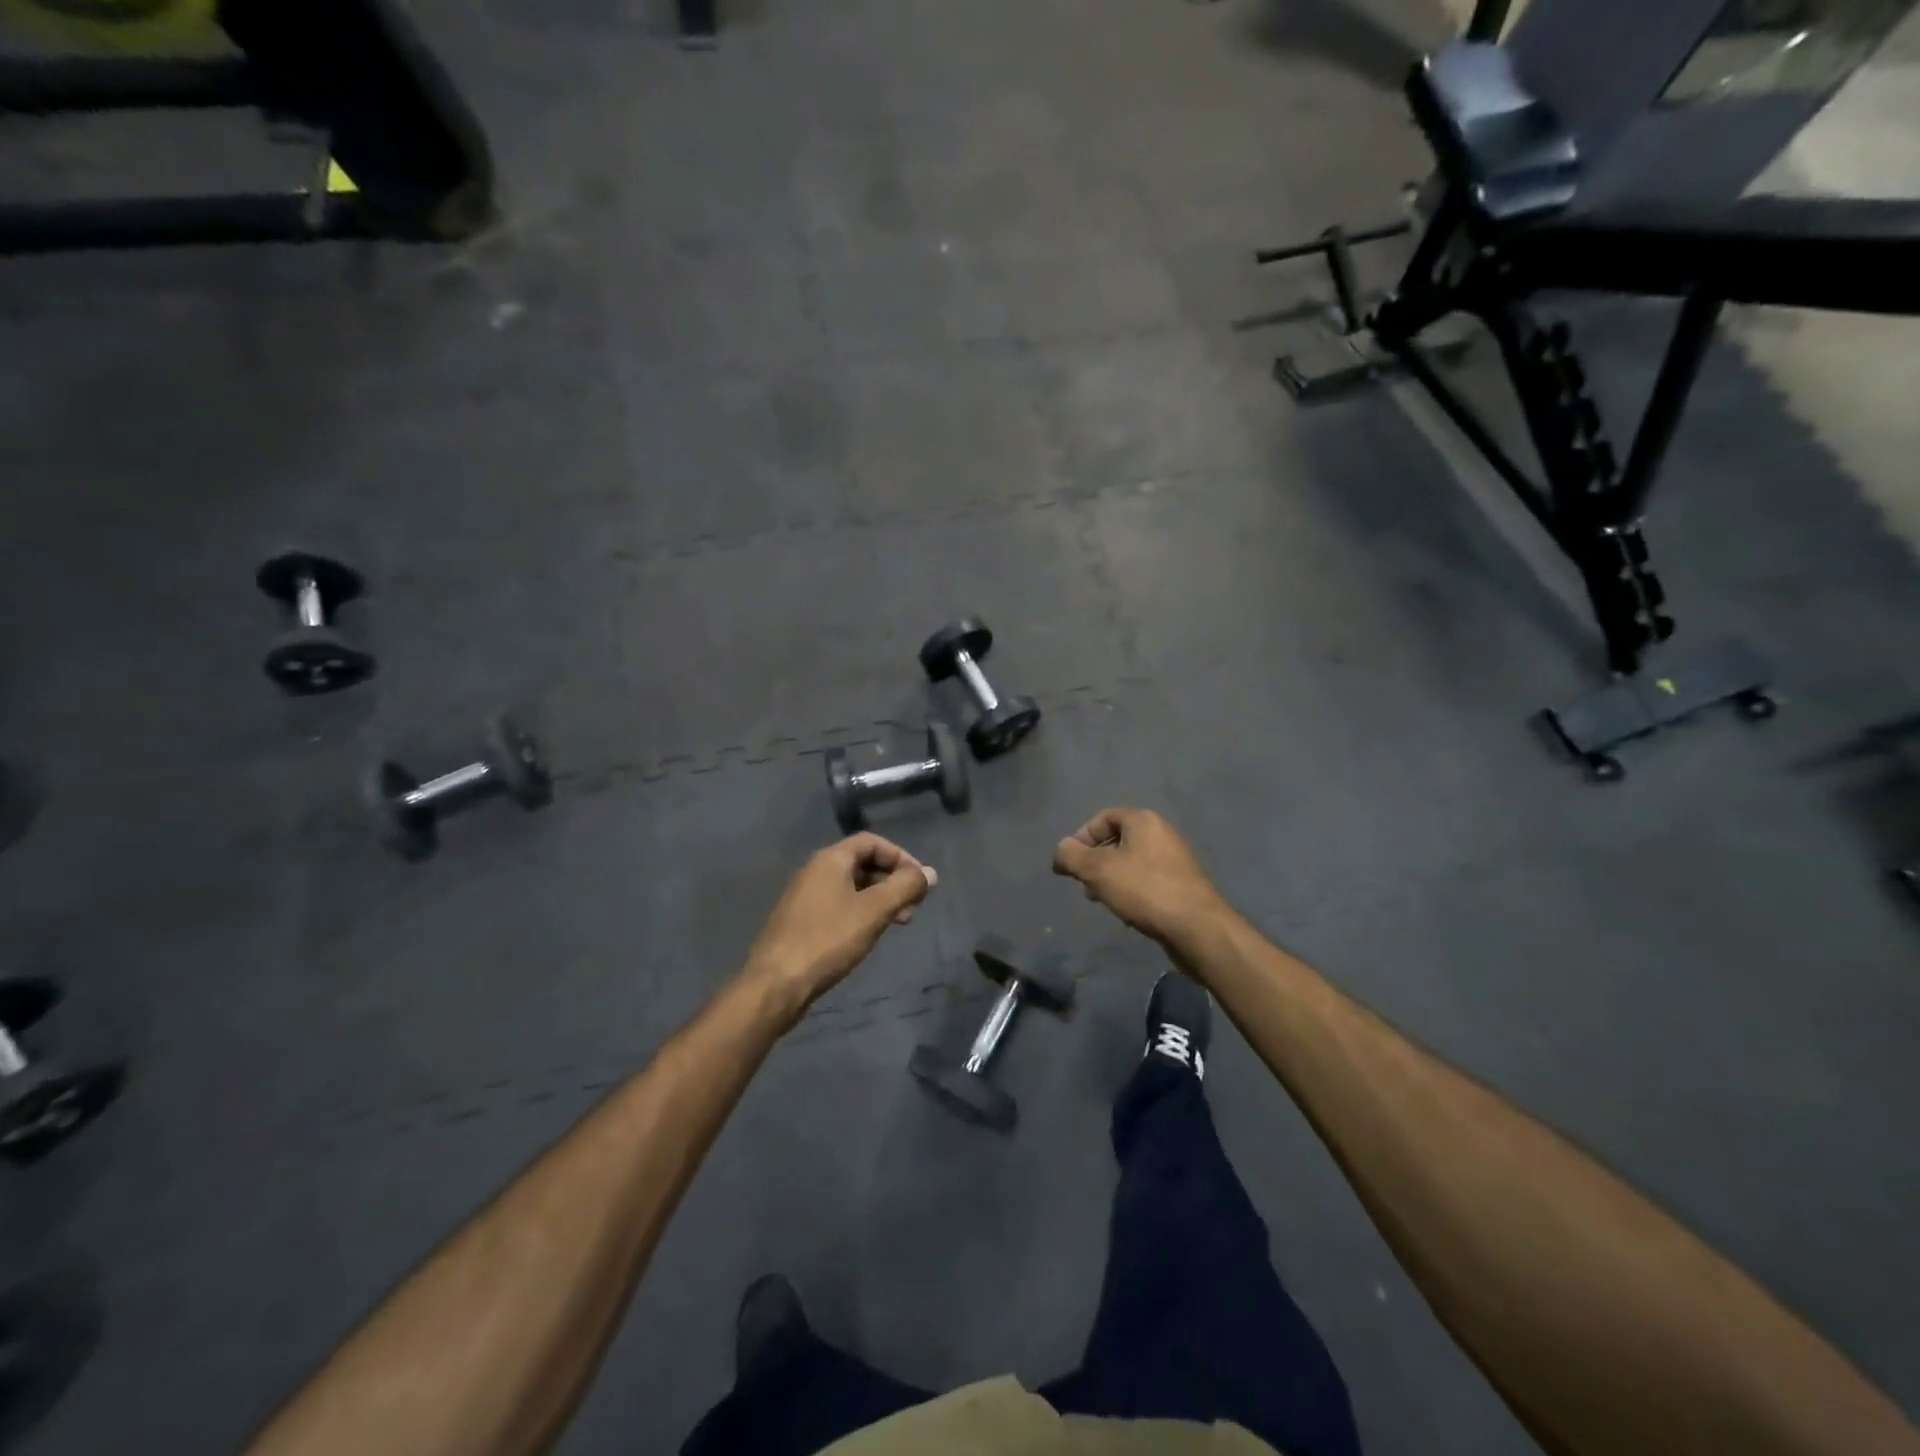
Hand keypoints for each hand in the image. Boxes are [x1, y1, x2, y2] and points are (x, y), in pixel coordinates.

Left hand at [742, 833, 936, 1018]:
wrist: (775, 984)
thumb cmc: (827, 940)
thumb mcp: (873, 911)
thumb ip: (904, 888)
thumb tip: (930, 873)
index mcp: (830, 860)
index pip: (872, 842)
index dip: (900, 856)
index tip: (920, 881)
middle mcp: (815, 871)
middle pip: (862, 863)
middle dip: (892, 880)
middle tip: (913, 906)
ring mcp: (805, 897)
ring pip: (851, 887)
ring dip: (879, 899)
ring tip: (899, 923)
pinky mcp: (801, 922)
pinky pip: (839, 905)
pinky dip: (861, 912)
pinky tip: (869, 935)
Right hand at [1053, 808, 1230, 950]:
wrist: (1197, 927)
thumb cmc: (1145, 890)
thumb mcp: (1098, 870)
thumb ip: (1071, 856)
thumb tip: (1060, 850)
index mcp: (1143, 821)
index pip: (1103, 818)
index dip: (1081, 837)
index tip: (1069, 863)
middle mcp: (1161, 834)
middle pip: (1117, 839)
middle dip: (1094, 860)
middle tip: (1083, 883)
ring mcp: (1174, 860)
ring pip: (1131, 862)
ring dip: (1110, 877)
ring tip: (1101, 900)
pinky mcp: (1181, 885)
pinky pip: (1146, 879)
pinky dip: (1130, 889)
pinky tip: (1126, 910)